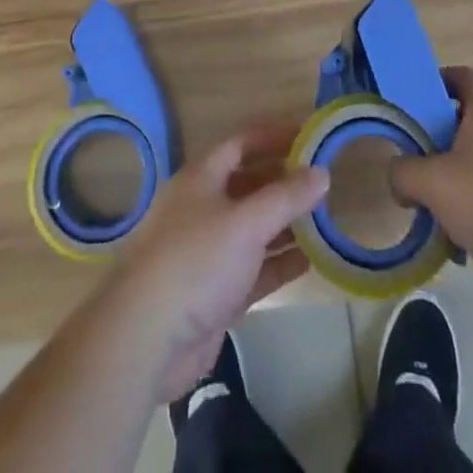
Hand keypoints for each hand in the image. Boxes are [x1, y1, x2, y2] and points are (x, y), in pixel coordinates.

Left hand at [105, 124, 328, 402]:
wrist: (147, 337)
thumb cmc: (196, 261)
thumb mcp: (246, 222)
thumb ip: (286, 197)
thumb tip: (322, 172)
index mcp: (202, 178)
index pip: (241, 143)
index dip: (274, 136)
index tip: (310, 136)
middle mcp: (204, 207)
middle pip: (249, 184)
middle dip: (284, 182)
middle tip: (323, 182)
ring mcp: (209, 251)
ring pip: (253, 228)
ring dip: (285, 224)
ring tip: (324, 220)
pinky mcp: (215, 292)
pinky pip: (254, 268)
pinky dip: (279, 263)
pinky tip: (309, 261)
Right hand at [390, 66, 472, 316]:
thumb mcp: (431, 181)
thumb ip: (403, 173)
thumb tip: (398, 180)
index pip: (461, 77)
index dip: (435, 81)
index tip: (410, 101)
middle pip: (463, 123)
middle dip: (434, 141)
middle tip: (408, 158)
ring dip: (449, 183)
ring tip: (424, 207)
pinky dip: (469, 216)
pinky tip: (453, 243)